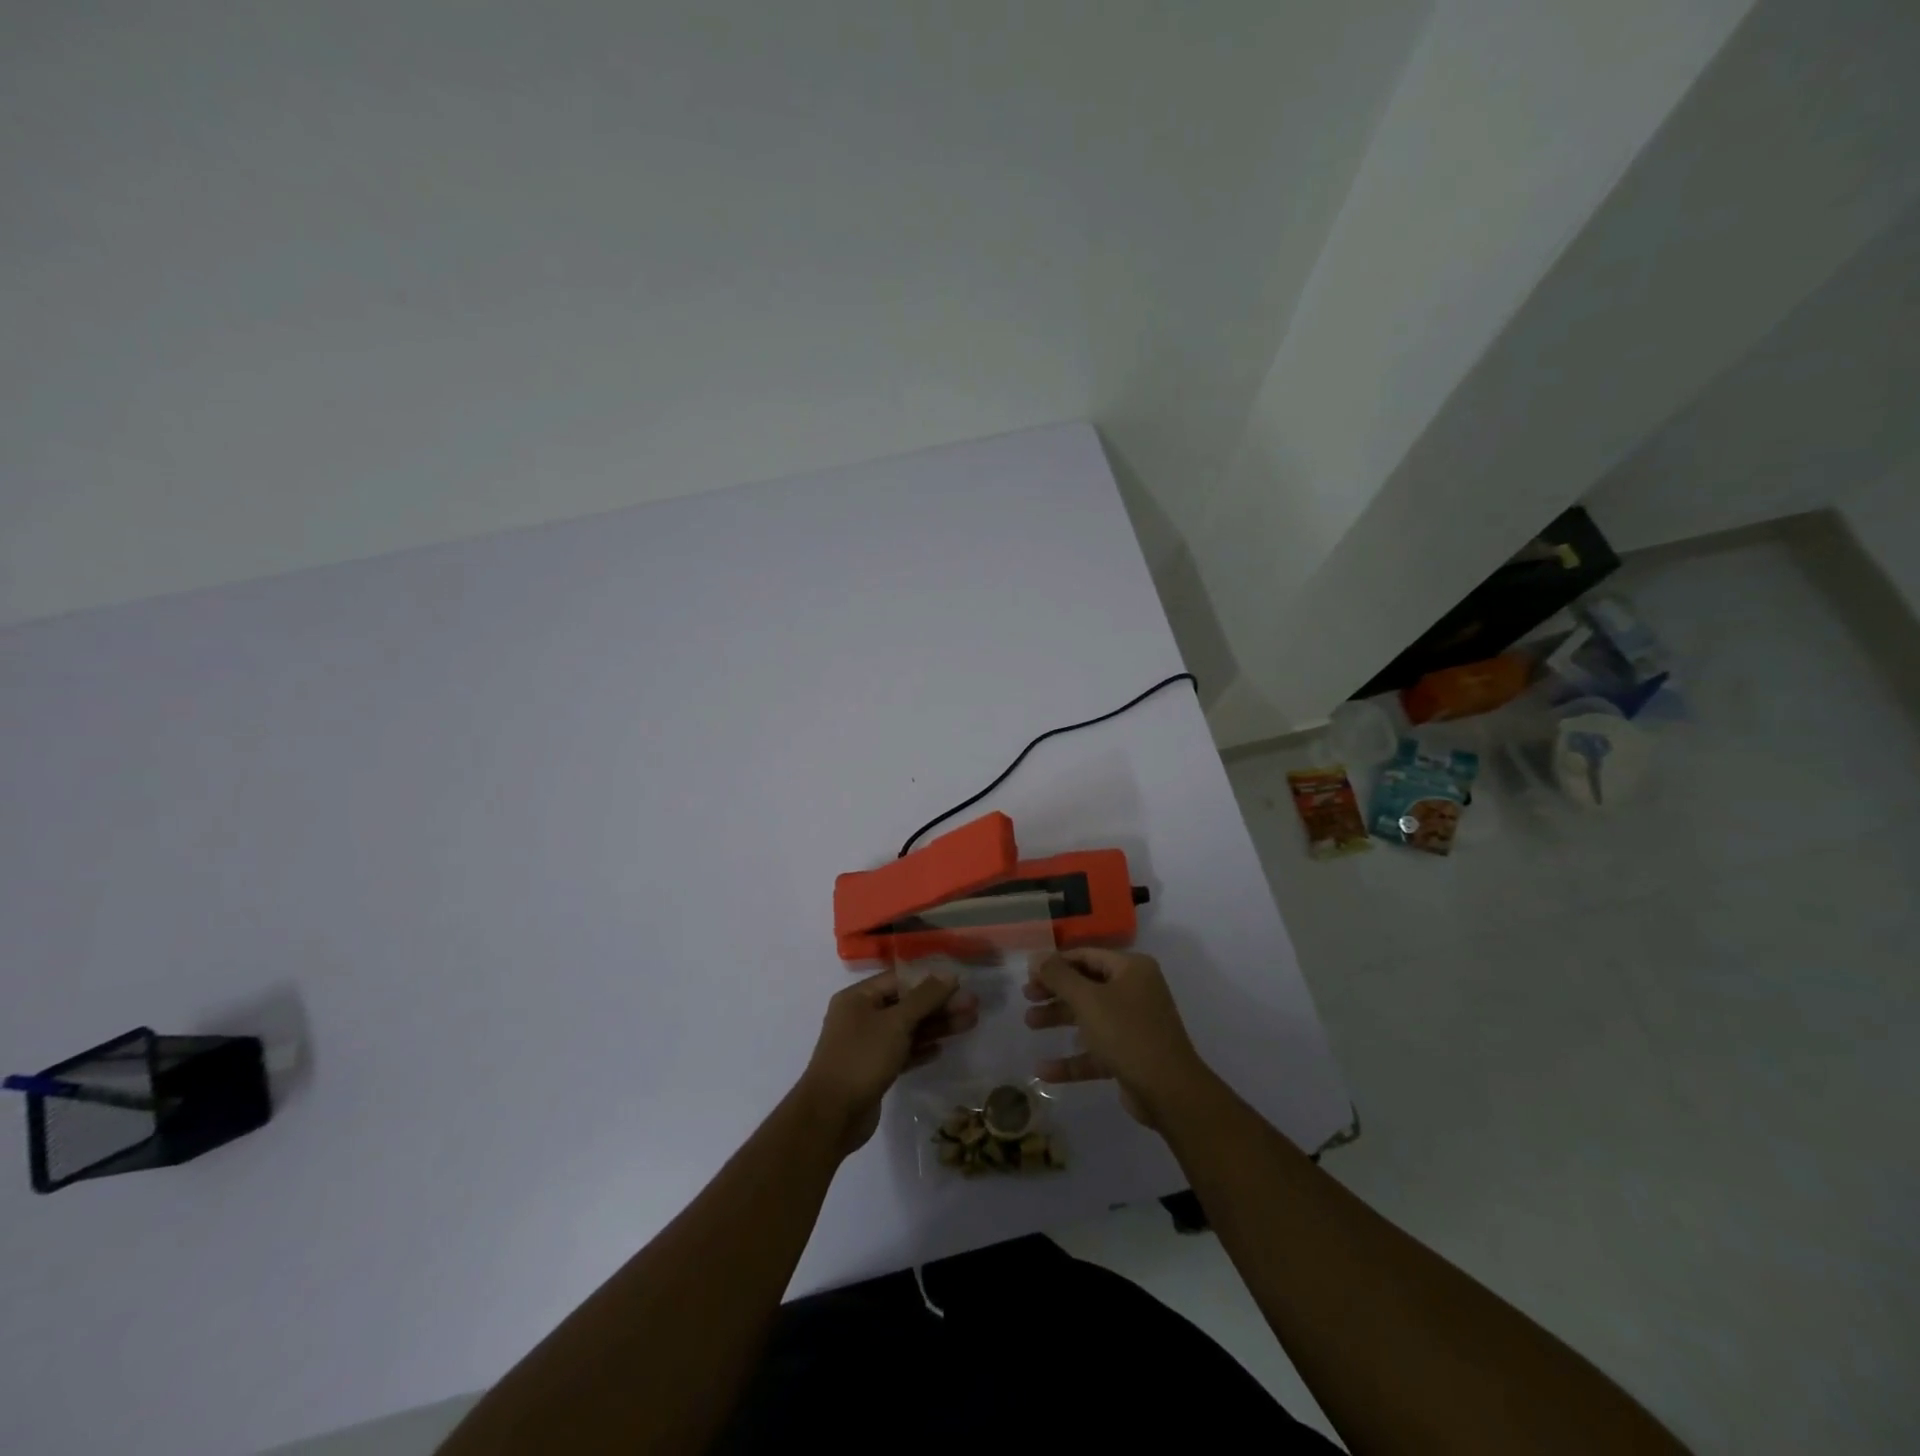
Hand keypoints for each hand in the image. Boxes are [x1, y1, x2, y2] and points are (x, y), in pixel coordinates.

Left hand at [798, 968, 977, 1155]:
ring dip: (935, 1027)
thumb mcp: (896, 1022)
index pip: (899, 980)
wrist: (831, 1116)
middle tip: (973, 1006)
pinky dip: (920, 1049)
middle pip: (906, 1005)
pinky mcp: (872, 1071)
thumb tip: (949, 975)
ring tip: (969, 1024)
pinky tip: (941, 1050)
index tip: (960, 984)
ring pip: (906, 1030)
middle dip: (939, 1005)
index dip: (930, 981)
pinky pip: (900, 1053)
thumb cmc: (861, 1058)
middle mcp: (860, 1017)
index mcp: (858, 998)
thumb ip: (924, 998)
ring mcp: (866, 1045)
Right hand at [1024, 949, 1215, 1127]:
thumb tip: (1036, 956)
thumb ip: (1059, 976)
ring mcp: (1134, 1024)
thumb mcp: (1088, 1000)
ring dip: (1059, 1019)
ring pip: (1089, 1016)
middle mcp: (1135, 991)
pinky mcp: (1130, 1055)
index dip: (1056, 963)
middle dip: (1055, 992)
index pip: (1086, 956)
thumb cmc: (1127, 1033)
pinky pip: (1096, 1050)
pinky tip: (1044, 1070)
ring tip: (1029, 1024)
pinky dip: (1072, 1058)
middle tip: (1027, 997)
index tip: (1029, 974)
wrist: (1169, 1091)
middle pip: (1086, 985)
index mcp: (1131, 969)